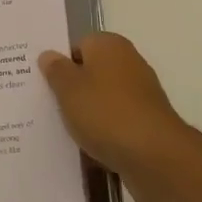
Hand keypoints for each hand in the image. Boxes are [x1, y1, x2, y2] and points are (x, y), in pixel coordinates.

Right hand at [39, 33, 201, 201]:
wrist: (155, 157)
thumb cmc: (105, 112)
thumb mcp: (68, 88)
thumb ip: (55, 69)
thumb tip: (49, 55)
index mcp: (109, 45)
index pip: (78, 45)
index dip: (61, 64)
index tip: (45, 84)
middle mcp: (129, 62)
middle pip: (91, 72)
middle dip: (73, 90)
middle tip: (50, 107)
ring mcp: (142, 94)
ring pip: (103, 100)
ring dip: (87, 114)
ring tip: (66, 131)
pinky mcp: (148, 123)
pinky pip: (116, 123)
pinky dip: (104, 133)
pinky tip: (89, 148)